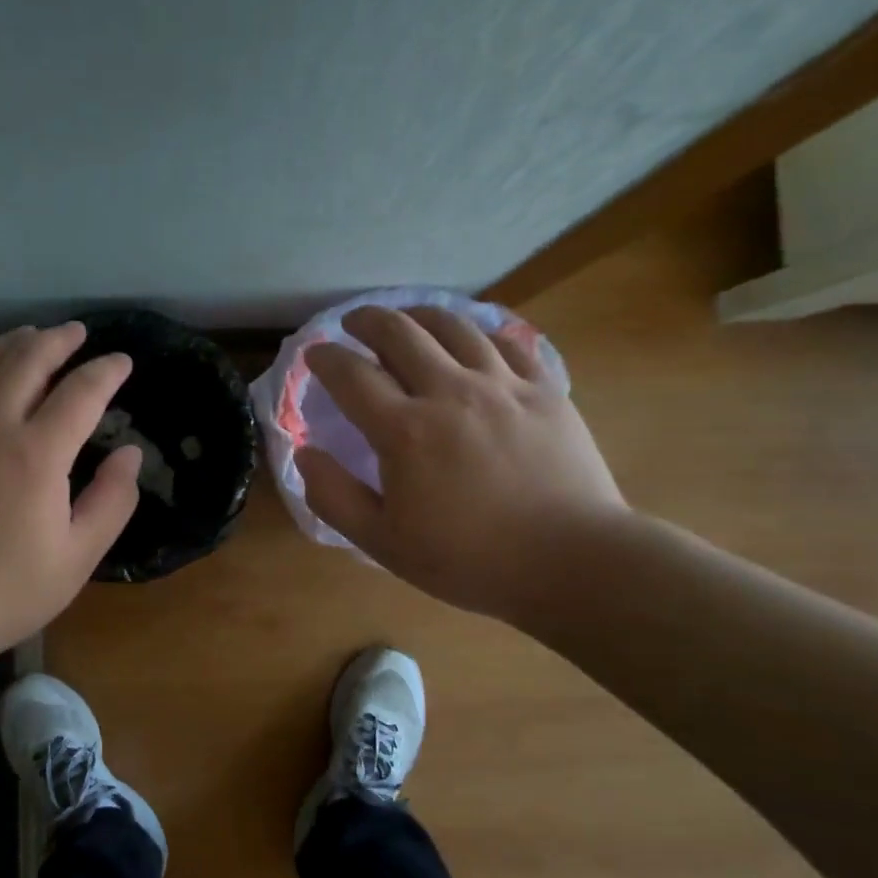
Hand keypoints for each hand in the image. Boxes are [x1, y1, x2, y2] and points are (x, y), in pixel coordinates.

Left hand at [0, 322, 141, 690]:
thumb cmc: (4, 592)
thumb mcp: (77, 558)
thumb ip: (112, 501)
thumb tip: (129, 454)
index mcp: (35, 456)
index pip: (81, 392)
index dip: (107, 371)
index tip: (122, 363)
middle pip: (26, 361)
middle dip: (58, 341)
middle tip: (78, 334)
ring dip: (8, 343)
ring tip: (29, 337)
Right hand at [298, 306, 627, 627]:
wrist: (572, 562)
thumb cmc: (470, 560)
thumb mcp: (384, 543)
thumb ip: (335, 497)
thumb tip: (305, 454)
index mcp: (405, 430)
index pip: (352, 375)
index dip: (326, 358)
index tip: (314, 353)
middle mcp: (450, 392)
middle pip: (400, 334)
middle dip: (367, 320)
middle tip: (353, 324)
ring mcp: (502, 385)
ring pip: (453, 326)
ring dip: (419, 315)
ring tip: (406, 319)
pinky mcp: (544, 389)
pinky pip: (505, 341)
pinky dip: (477, 330)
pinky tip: (470, 337)